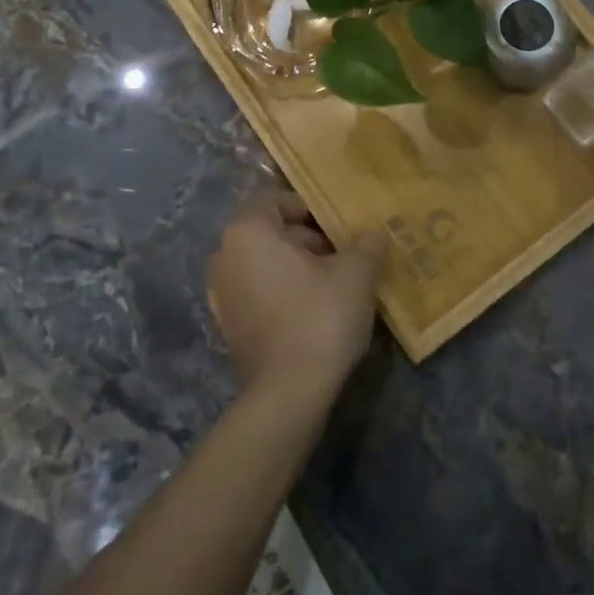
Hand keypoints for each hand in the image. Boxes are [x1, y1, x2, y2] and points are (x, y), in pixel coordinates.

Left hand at [208, 191, 384, 403]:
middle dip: (308, 239)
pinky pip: (259, 292)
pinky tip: (317, 310)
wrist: (288, 394)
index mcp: (248, 232)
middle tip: (345, 254)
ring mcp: (222, 294)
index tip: (339, 226)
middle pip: (270, 232)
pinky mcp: (229, 326)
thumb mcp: (357, 272)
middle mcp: (225, 256)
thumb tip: (372, 234)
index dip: (309, 207)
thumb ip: (366, 243)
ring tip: (336, 283)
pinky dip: (284, 292)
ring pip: (265, 264)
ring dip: (298, 267)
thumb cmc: (320, 316)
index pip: (275, 200)